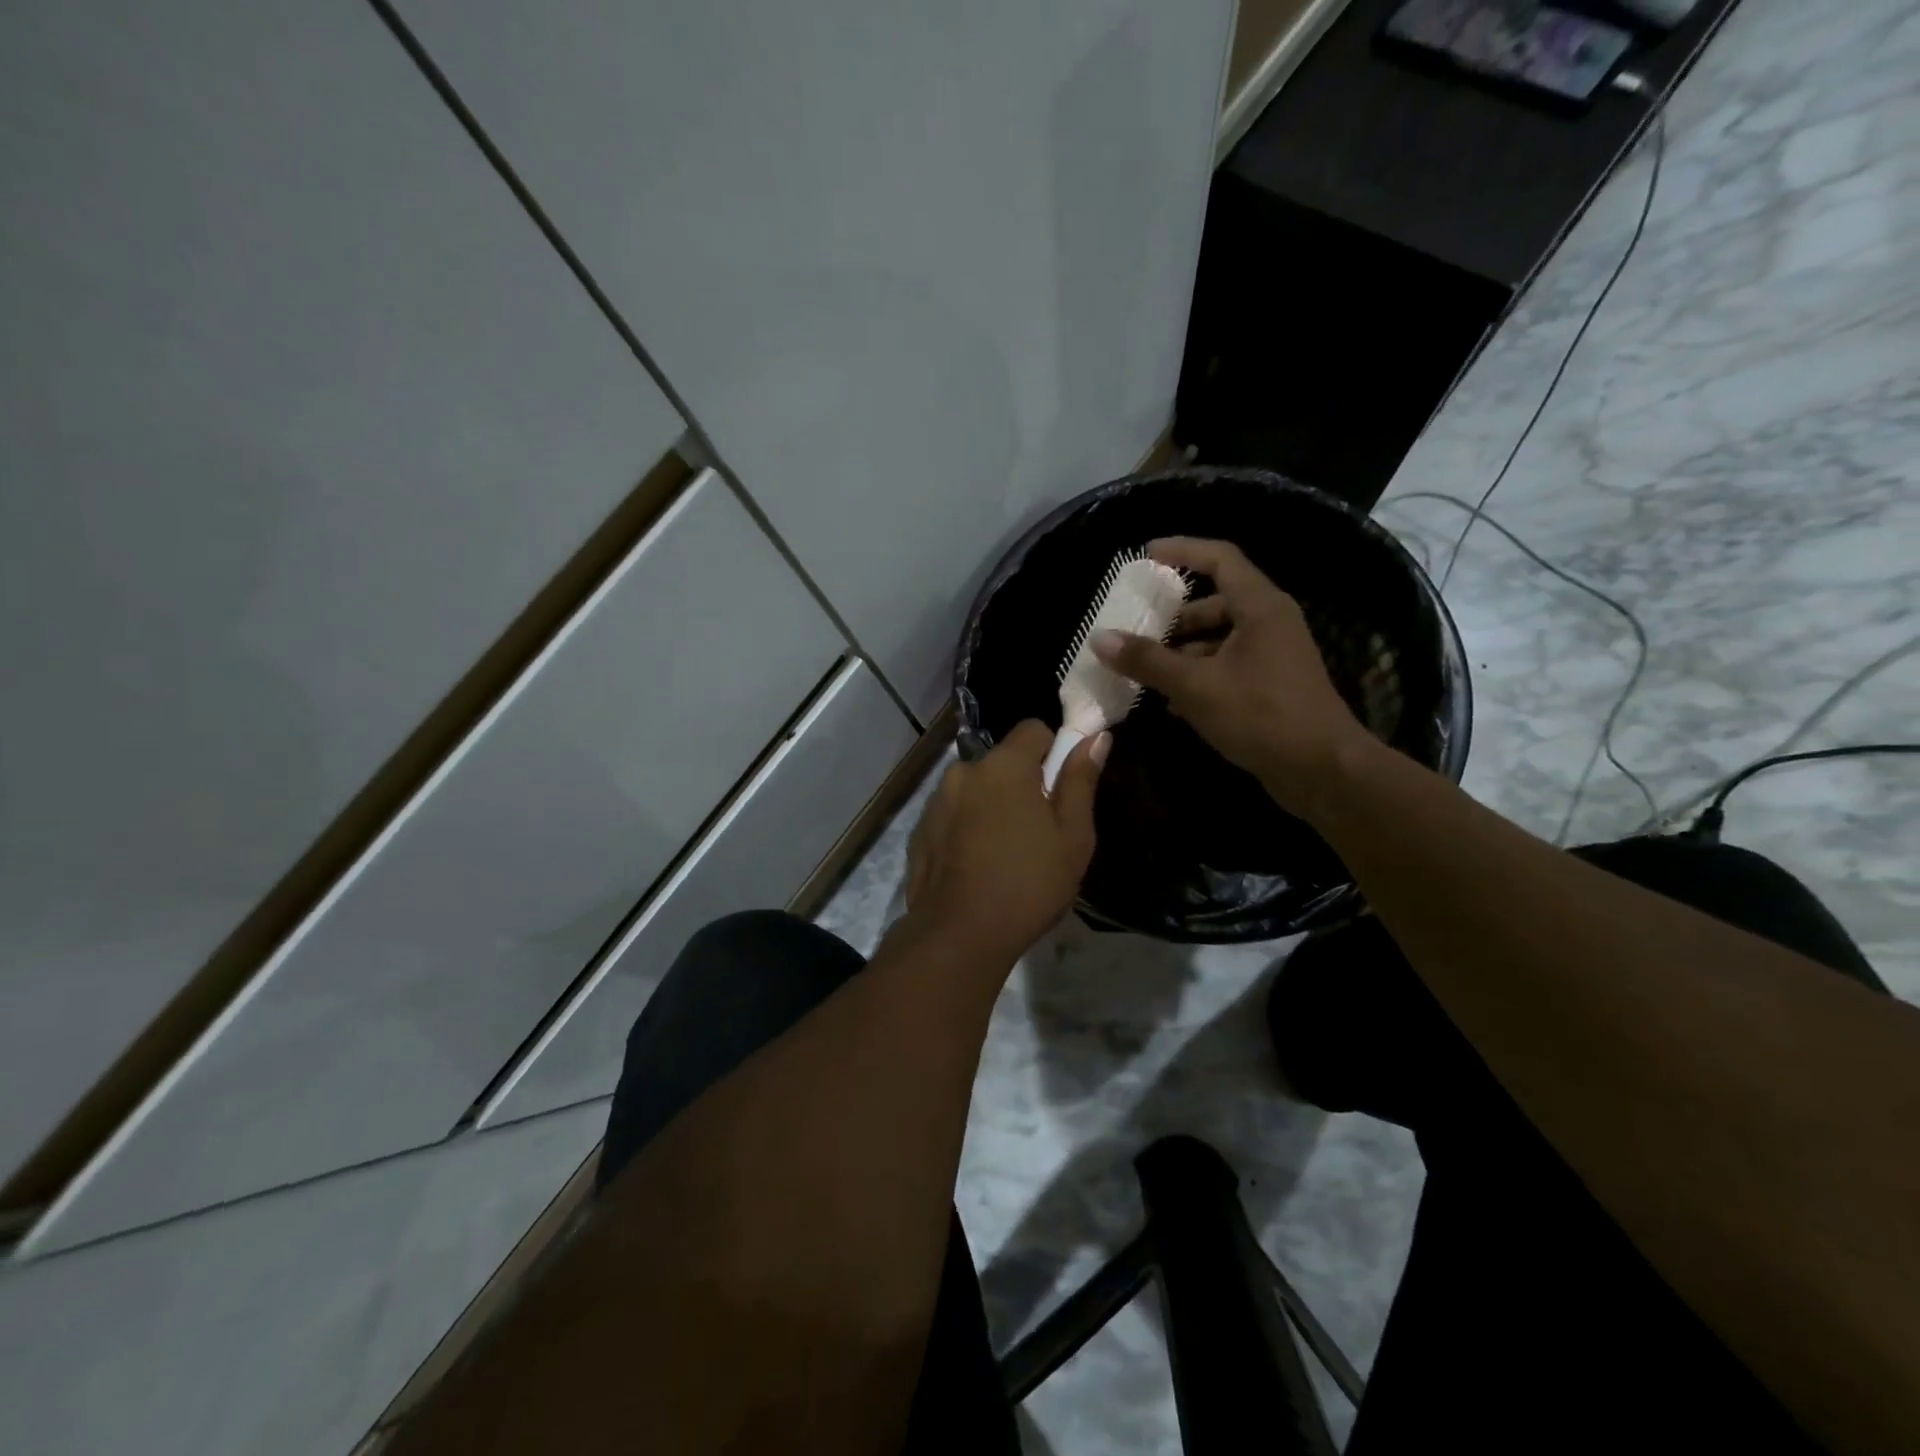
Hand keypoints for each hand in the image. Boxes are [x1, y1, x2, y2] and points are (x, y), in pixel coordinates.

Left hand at [904, 721, 1107, 965]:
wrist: (959, 935)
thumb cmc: (1029, 883)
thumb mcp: (1073, 836)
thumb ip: (1080, 780)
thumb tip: (1095, 737)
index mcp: (1004, 765)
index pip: (1033, 729)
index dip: (1053, 751)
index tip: (1060, 789)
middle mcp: (964, 771)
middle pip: (1002, 761)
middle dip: (1022, 783)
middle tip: (1039, 830)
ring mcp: (937, 801)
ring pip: (976, 788)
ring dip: (992, 804)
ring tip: (1005, 853)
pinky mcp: (920, 830)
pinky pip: (954, 814)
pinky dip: (968, 827)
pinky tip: (977, 865)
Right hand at [1091, 537, 1371, 817]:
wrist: (1321, 769)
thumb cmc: (1261, 715)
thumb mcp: (1195, 685)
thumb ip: (1147, 660)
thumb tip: (1100, 639)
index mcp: (1260, 607)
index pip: (1219, 558)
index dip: (1182, 550)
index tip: (1146, 555)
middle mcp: (1270, 623)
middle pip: (1216, 602)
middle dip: (1174, 617)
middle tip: (1137, 629)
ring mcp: (1273, 655)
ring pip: (1219, 640)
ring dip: (1182, 652)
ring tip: (1145, 672)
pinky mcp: (1271, 686)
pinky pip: (1227, 667)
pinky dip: (1199, 676)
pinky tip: (1171, 703)